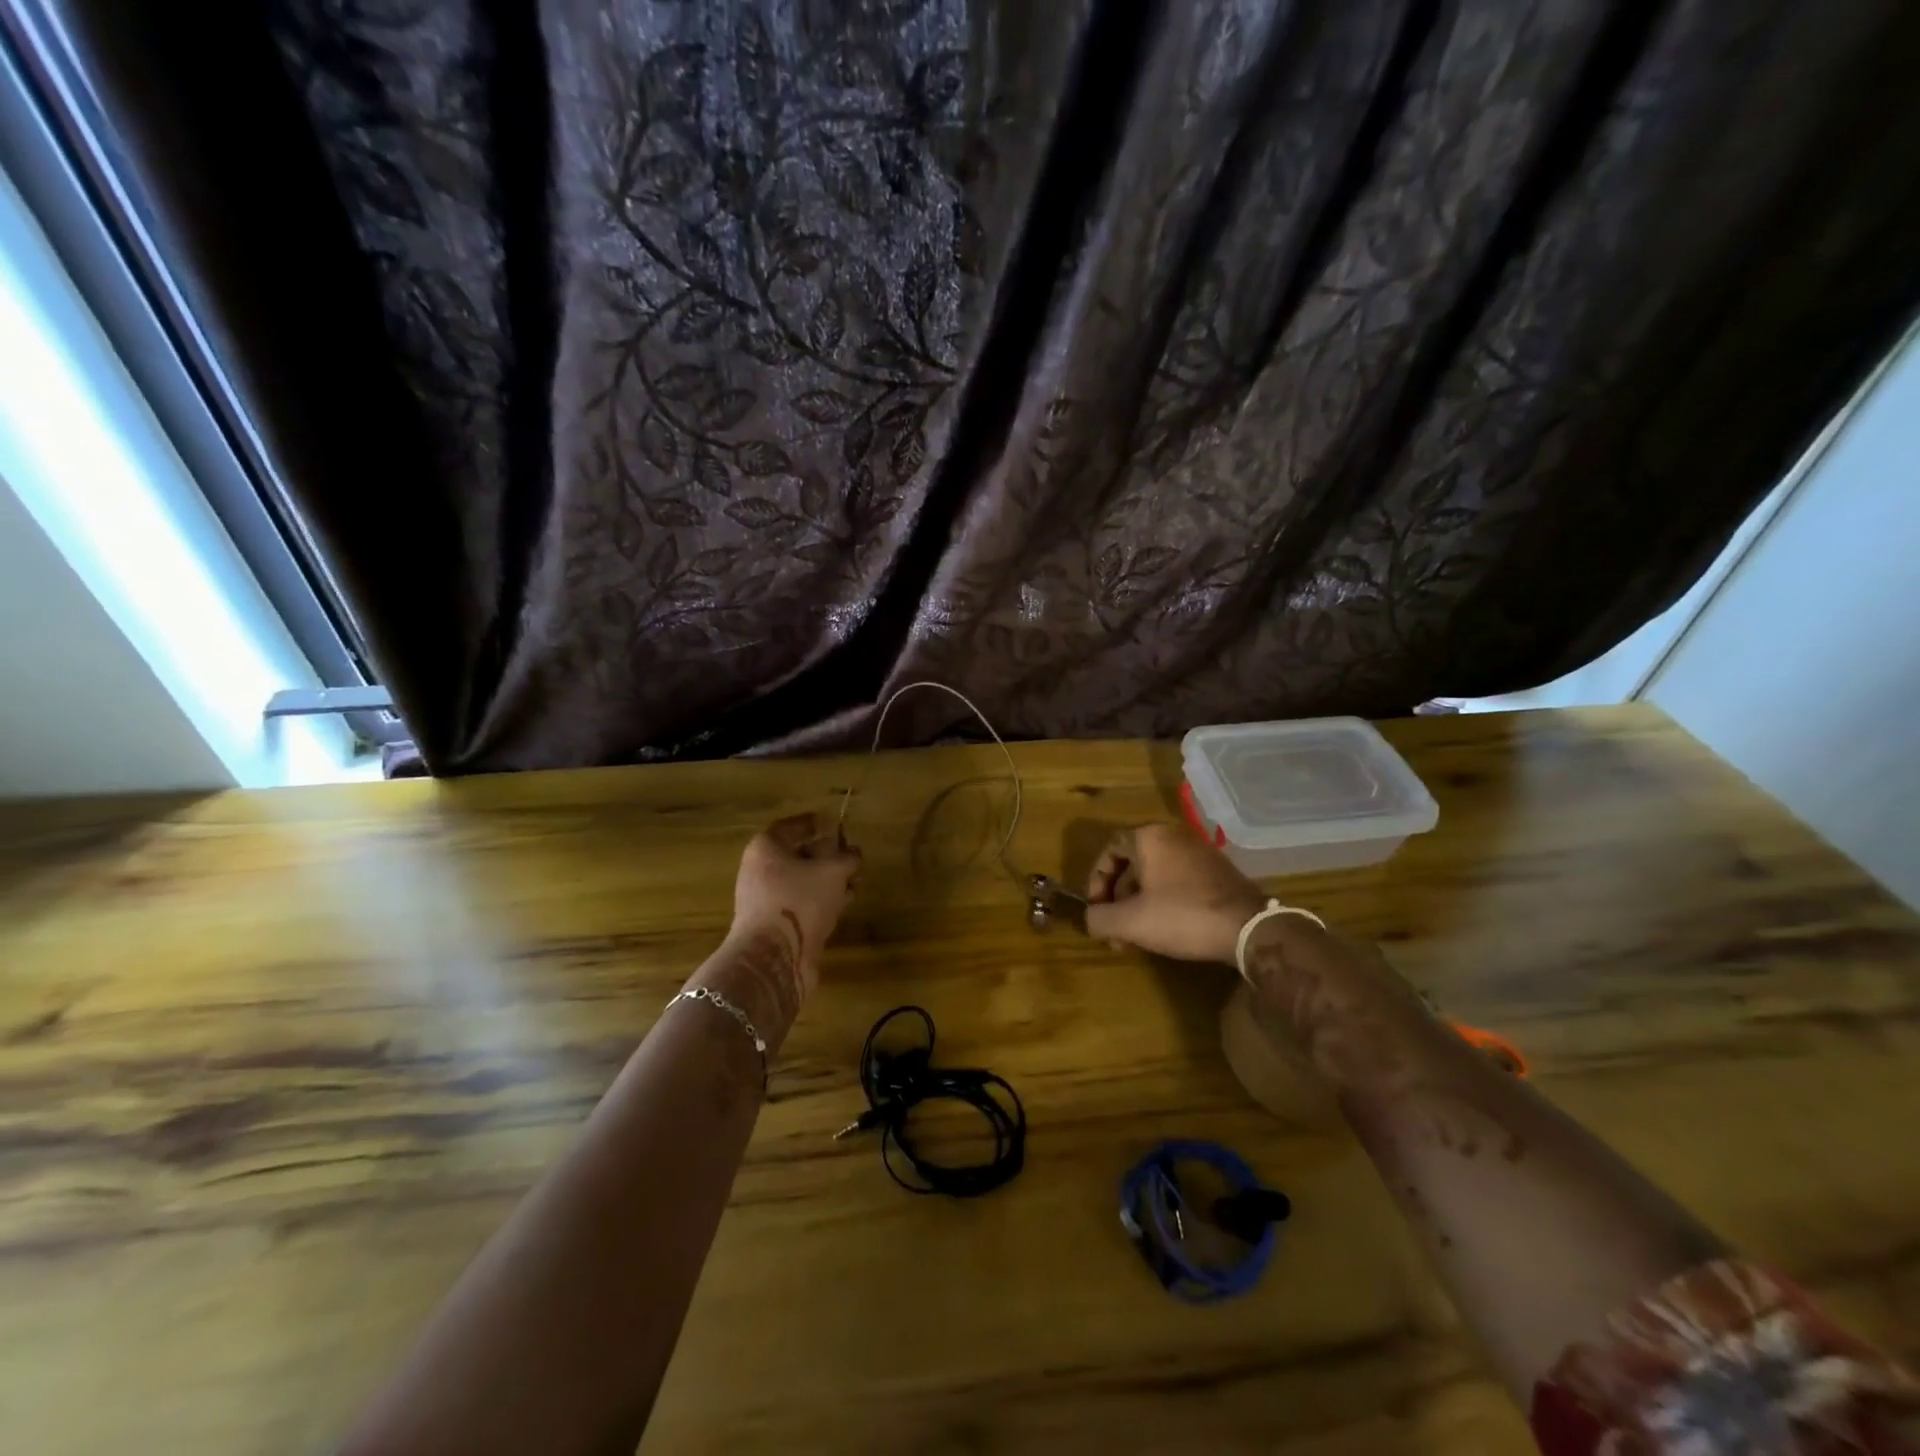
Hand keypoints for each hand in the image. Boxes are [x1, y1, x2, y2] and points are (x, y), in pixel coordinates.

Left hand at [731, 812, 861, 995]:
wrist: (773, 958)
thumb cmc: (799, 900)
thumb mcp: (833, 871)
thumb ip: (847, 858)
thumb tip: (853, 855)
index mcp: (765, 849)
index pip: (792, 827)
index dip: (816, 823)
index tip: (837, 824)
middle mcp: (760, 871)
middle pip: (798, 855)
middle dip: (827, 855)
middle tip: (852, 857)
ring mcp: (766, 901)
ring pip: (802, 882)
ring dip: (829, 881)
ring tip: (855, 882)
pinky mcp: (776, 926)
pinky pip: (802, 905)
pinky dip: (822, 902)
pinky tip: (844, 905)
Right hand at [1083, 822, 1268, 963]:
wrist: (1249, 928)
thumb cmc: (1183, 915)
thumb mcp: (1131, 922)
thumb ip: (1100, 919)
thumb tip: (1090, 919)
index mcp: (1149, 838)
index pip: (1109, 850)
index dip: (1096, 881)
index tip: (1096, 909)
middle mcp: (1173, 836)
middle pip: (1132, 864)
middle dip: (1118, 899)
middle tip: (1115, 931)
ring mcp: (1199, 853)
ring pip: (1155, 876)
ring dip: (1139, 905)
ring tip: (1136, 938)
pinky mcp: (1218, 873)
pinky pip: (1178, 882)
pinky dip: (1163, 903)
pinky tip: (1165, 931)